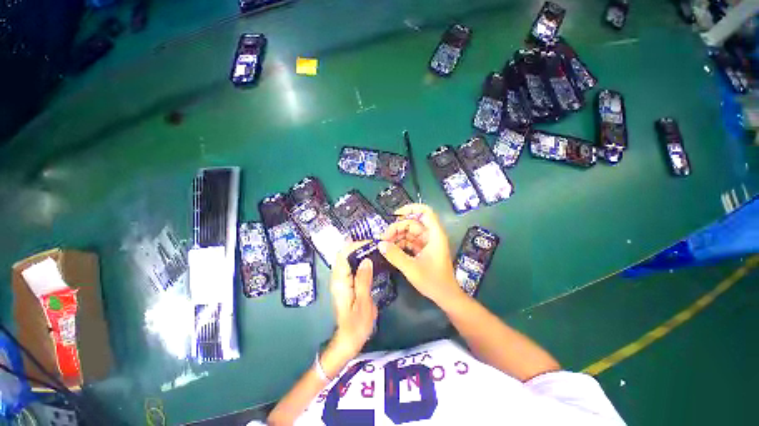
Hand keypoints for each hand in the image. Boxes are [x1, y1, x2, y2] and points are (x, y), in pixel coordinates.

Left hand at [329, 242, 377, 358]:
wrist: (348, 340)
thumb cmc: (357, 325)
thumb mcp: (363, 303)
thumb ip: (363, 280)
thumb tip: (366, 260)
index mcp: (340, 281)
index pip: (343, 255)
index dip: (356, 246)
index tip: (371, 245)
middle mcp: (337, 278)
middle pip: (343, 254)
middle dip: (358, 247)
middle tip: (375, 247)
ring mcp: (340, 280)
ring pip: (346, 259)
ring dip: (359, 253)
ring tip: (374, 252)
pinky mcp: (344, 284)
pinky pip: (350, 266)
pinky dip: (359, 260)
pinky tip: (370, 262)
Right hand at [379, 204, 464, 305]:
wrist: (446, 296)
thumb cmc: (433, 281)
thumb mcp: (411, 268)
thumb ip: (395, 255)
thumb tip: (380, 244)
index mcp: (434, 235)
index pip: (425, 212)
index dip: (411, 208)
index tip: (395, 214)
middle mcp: (431, 236)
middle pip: (413, 223)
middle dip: (397, 228)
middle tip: (383, 238)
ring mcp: (427, 243)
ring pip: (410, 233)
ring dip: (397, 236)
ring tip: (384, 244)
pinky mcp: (423, 250)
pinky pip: (410, 242)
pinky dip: (400, 244)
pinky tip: (390, 249)